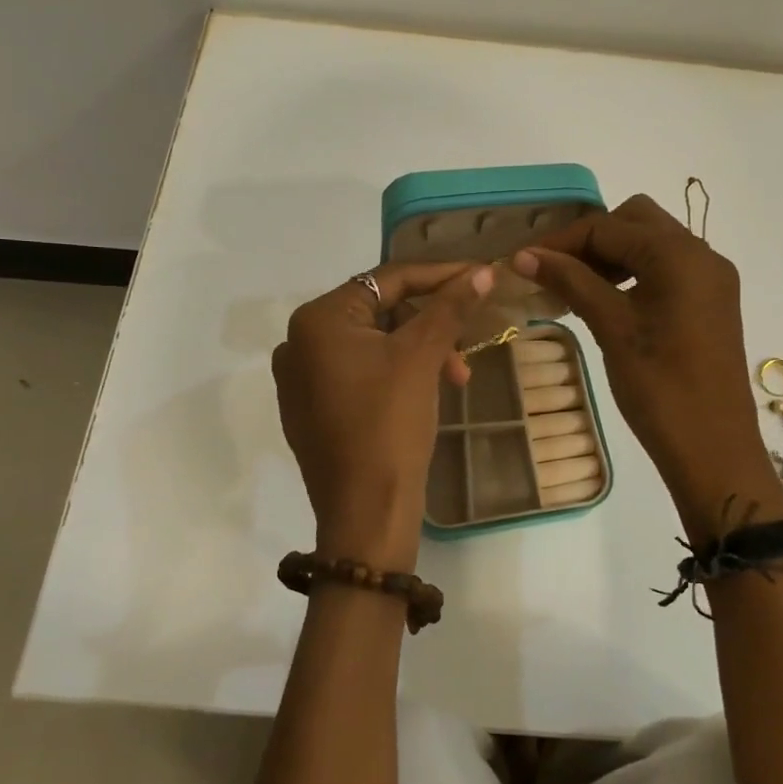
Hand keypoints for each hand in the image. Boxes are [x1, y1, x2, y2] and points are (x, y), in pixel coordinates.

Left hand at [273, 263, 495, 572]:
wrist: (366, 512)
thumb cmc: (390, 424)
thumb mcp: (422, 357)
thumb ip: (450, 307)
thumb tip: (483, 271)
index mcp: (317, 320)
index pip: (387, 281)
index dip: (440, 275)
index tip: (481, 276)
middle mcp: (299, 342)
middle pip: (380, 313)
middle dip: (431, 324)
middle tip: (469, 342)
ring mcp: (301, 379)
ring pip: (373, 345)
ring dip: (419, 352)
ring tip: (456, 378)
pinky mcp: (312, 409)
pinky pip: (360, 374)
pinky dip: (397, 374)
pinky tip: (426, 391)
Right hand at [513, 196, 782, 539]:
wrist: (714, 449)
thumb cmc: (660, 389)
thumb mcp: (612, 329)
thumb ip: (571, 282)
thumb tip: (524, 255)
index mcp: (680, 255)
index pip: (608, 227)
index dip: (562, 242)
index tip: (523, 262)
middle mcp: (702, 254)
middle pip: (636, 221)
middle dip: (591, 239)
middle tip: (556, 271)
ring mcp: (712, 279)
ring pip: (653, 243)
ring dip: (613, 255)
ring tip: (576, 286)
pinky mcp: (712, 302)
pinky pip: (668, 268)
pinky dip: (635, 273)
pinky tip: (609, 300)